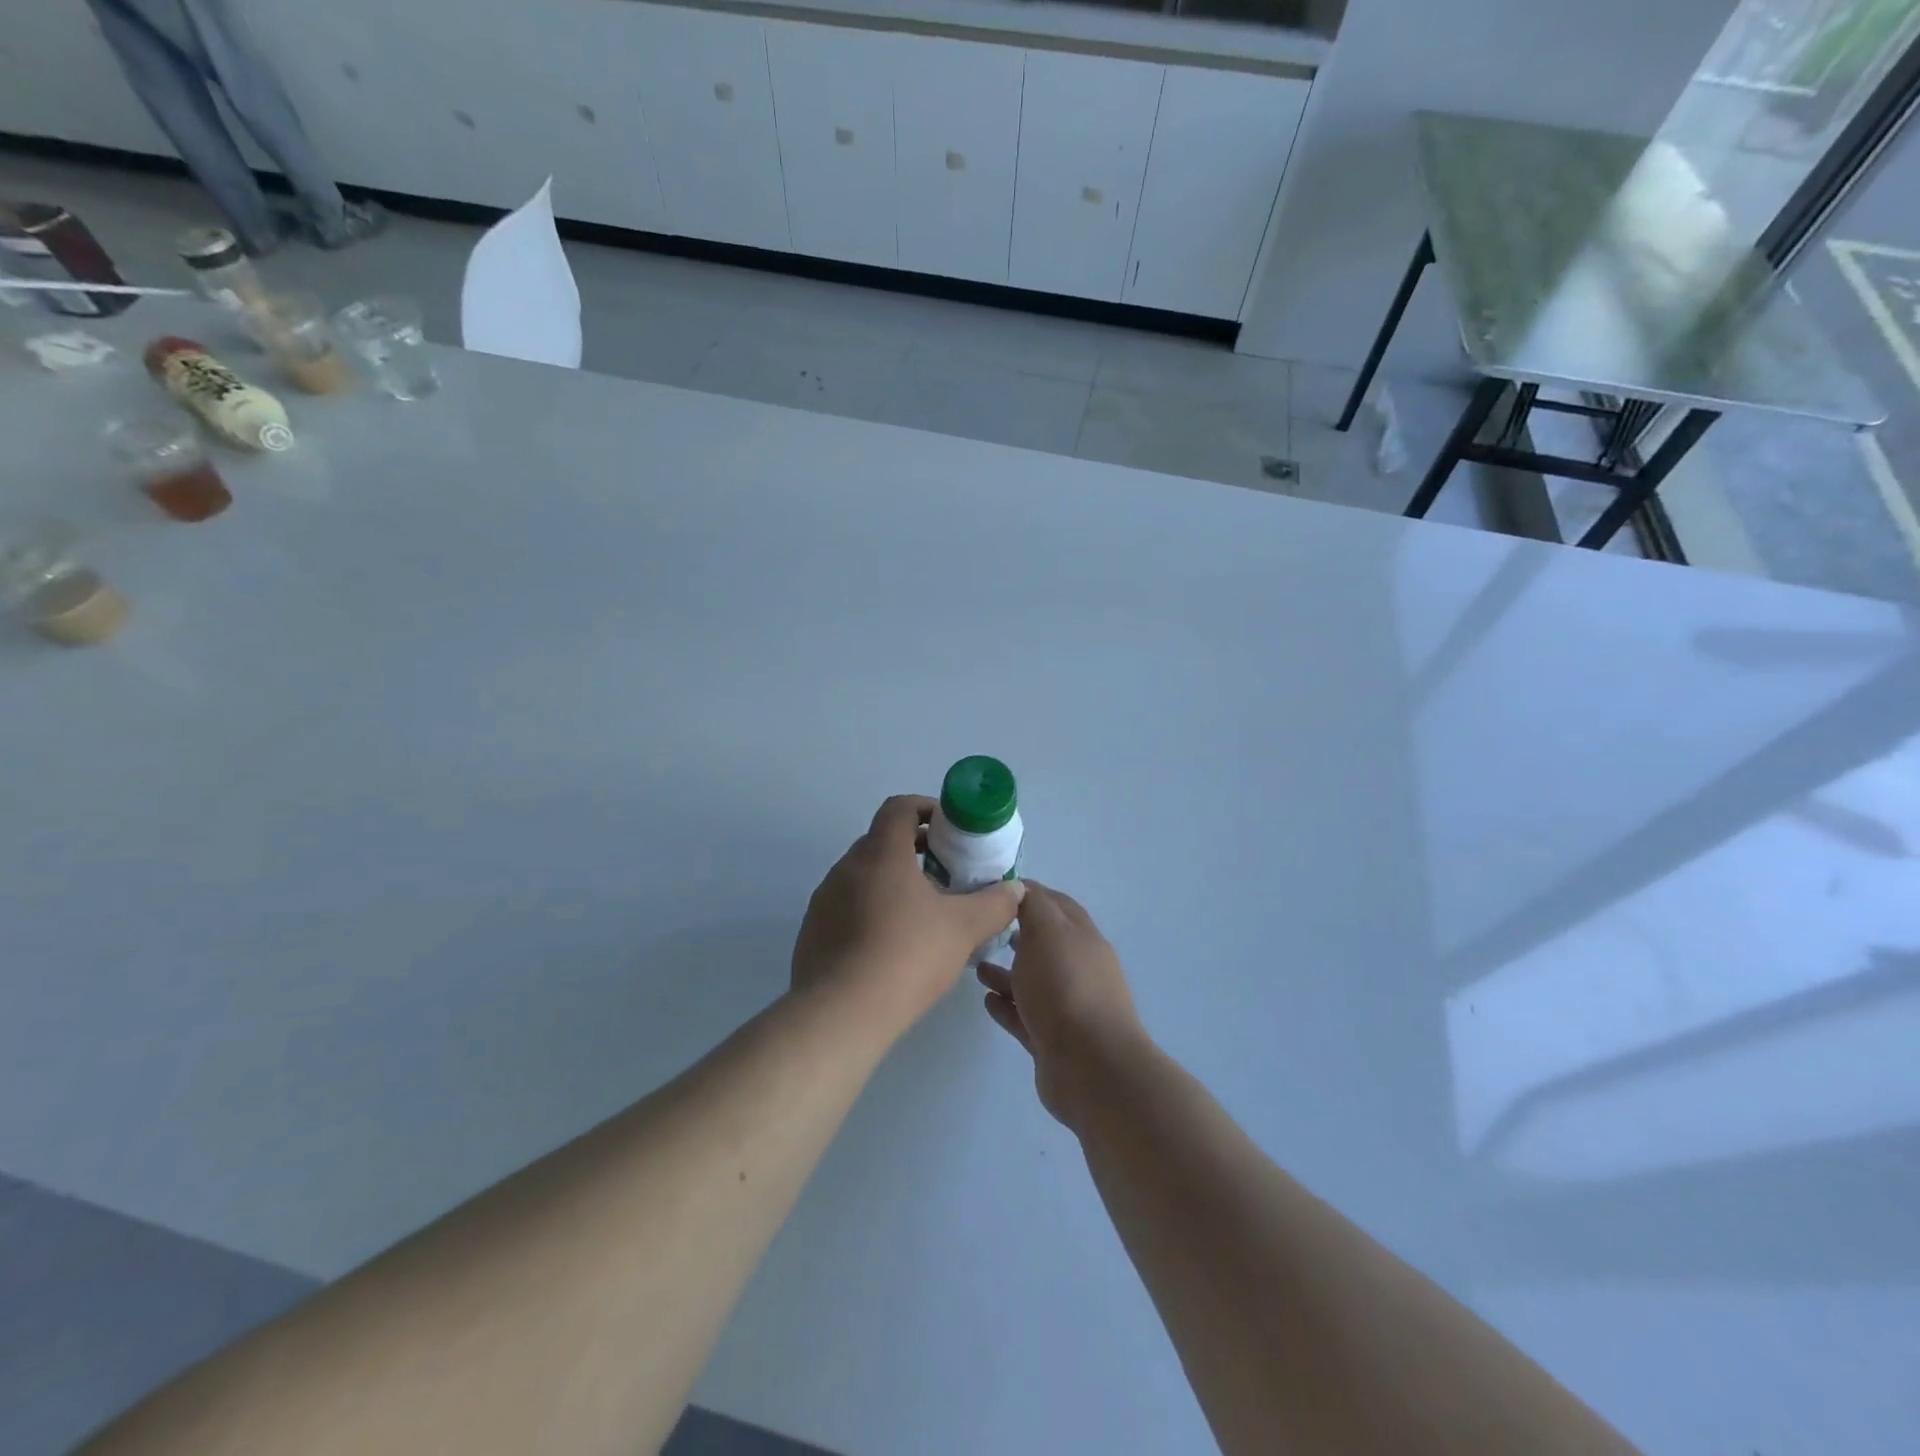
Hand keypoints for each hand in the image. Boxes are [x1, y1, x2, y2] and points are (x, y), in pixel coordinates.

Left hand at [792, 795, 1024, 1041]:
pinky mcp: (813, 931)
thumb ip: (994, 904)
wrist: (840, 1014)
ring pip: (864, 876)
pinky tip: (892, 946)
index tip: (951, 831)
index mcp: (880, 853)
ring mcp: (825, 899)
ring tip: (923, 915)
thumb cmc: (906, 956)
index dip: (927, 809)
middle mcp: (846, 867)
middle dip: (916, 850)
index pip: (899, 807)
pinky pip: (848, 907)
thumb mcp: (963, 929)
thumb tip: (1015, 889)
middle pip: (882, 841)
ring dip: (893, 883)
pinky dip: (872, 911)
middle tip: (946, 876)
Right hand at [977, 883, 1144, 1130]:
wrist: (1090, 1066)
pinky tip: (986, 1001)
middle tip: (981, 928)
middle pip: (1044, 944)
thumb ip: (1033, 905)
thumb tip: (1021, 888)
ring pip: (1032, 982)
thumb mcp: (1047, 930)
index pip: (1054, 904)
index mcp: (1081, 937)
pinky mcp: (1052, 1041)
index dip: (1027, 893)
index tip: (992, 889)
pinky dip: (1007, 1006)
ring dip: (1006, 972)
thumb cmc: (1066, 986)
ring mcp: (1067, 1007)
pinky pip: (1025, 1016)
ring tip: (975, 966)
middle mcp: (1078, 968)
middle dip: (1016, 934)